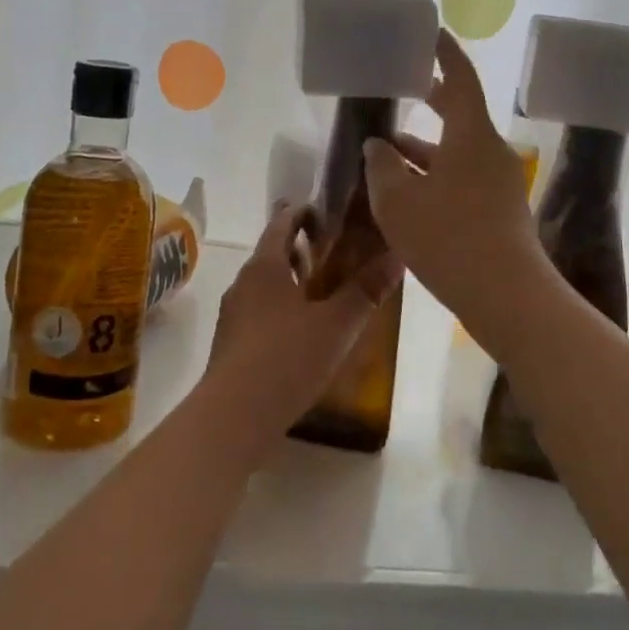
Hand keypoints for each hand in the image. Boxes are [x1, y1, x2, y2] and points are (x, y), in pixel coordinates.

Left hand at [197, 204, 400, 459]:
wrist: (233, 416)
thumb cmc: (287, 359)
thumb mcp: (336, 325)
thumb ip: (366, 291)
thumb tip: (397, 256)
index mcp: (265, 267)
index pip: (282, 223)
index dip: (304, 213)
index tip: (329, 212)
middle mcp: (243, 283)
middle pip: (272, 253)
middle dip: (301, 250)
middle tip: (336, 252)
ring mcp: (233, 314)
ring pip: (265, 285)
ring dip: (292, 282)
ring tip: (324, 291)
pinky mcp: (231, 344)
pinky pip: (259, 312)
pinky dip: (281, 309)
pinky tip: (302, 332)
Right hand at [363, 28, 544, 321]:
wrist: (506, 296)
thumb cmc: (447, 238)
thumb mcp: (398, 201)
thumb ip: (382, 166)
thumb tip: (379, 145)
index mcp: (471, 135)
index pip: (460, 79)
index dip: (445, 54)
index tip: (432, 34)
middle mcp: (491, 151)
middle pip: (460, 114)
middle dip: (432, 100)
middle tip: (407, 88)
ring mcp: (500, 182)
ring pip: (458, 151)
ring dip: (426, 148)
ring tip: (387, 150)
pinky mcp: (501, 211)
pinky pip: (464, 177)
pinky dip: (437, 174)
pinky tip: (410, 192)